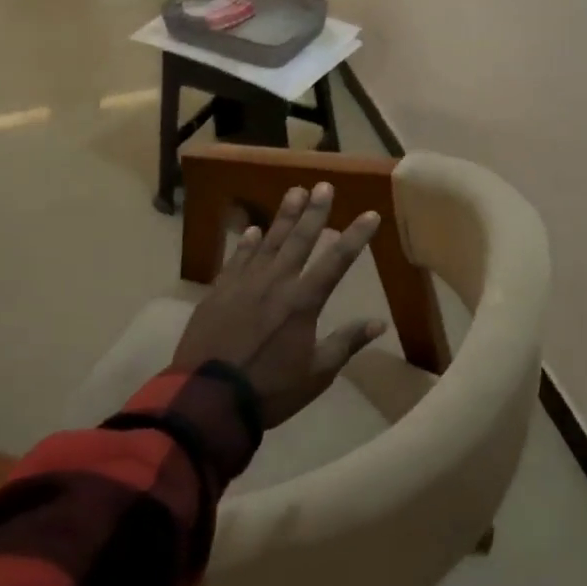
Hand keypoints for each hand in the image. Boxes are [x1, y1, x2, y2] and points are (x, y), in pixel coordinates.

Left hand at [172, 182, 386, 428]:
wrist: (207, 400)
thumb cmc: (269, 390)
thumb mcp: (317, 374)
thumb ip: (346, 342)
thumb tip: (379, 323)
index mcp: (303, 302)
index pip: (337, 261)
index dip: (356, 236)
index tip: (370, 214)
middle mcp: (276, 283)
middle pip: (299, 240)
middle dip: (314, 212)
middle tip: (324, 186)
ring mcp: (244, 284)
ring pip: (268, 242)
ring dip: (283, 216)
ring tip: (294, 192)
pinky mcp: (218, 293)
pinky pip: (236, 260)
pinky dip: (247, 244)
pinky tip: (253, 230)